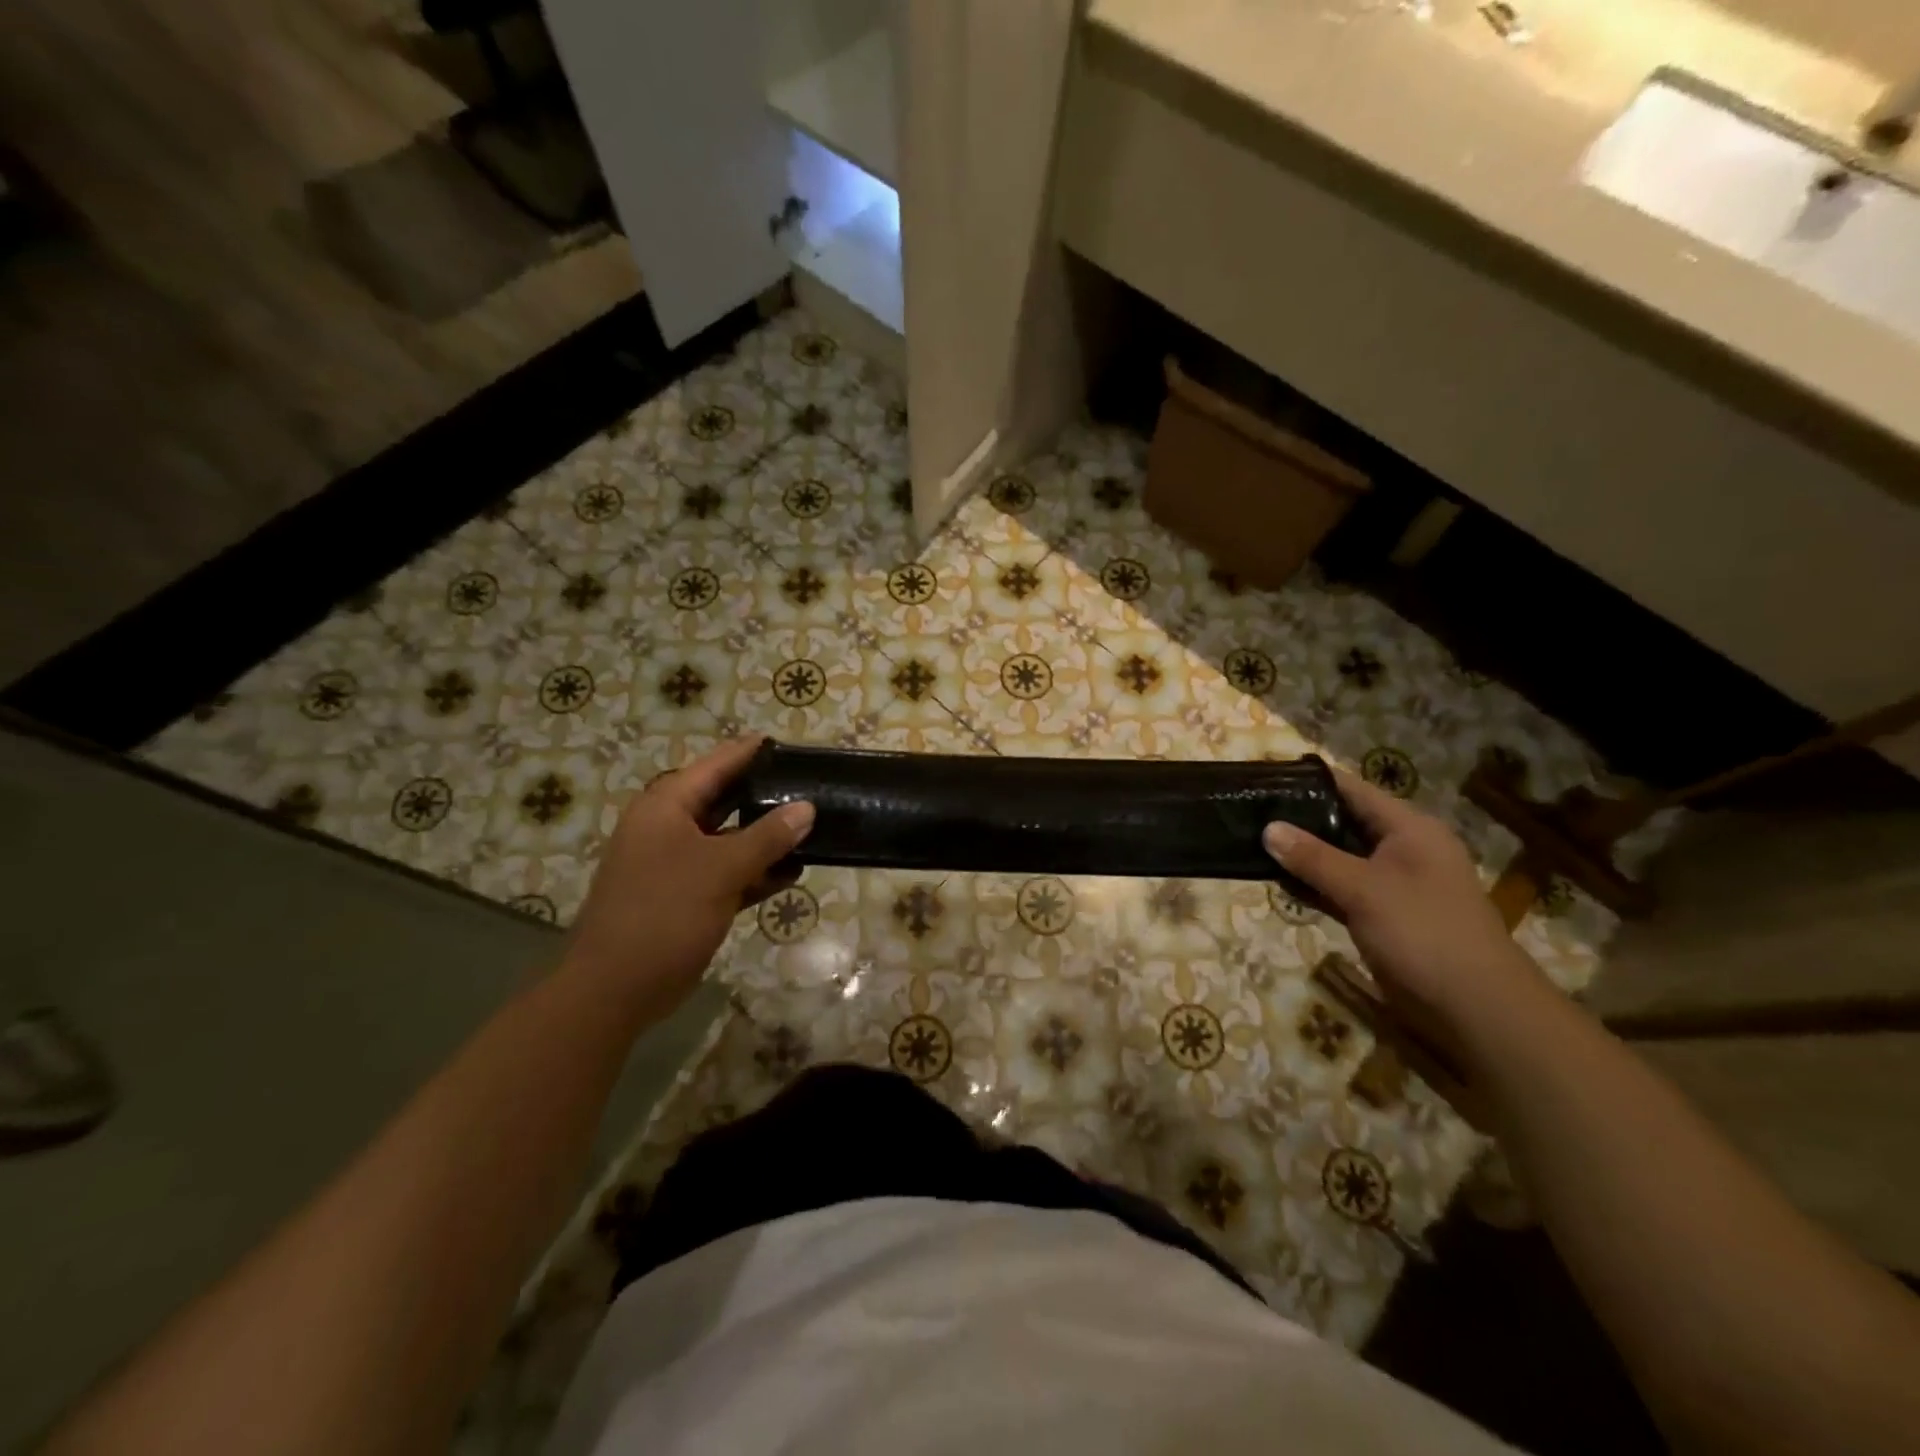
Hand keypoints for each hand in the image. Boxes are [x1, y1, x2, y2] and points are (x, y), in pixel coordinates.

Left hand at [562, 736, 813, 1020]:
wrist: (615, 989)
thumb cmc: (663, 914)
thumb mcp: (721, 869)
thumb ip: (767, 837)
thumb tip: (807, 808)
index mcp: (666, 807)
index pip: (716, 765)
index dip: (750, 752)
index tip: (788, 743)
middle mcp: (669, 828)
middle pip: (725, 799)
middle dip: (766, 795)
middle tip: (810, 786)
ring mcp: (678, 863)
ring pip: (730, 838)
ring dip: (766, 838)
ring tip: (813, 827)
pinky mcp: (688, 896)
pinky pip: (729, 872)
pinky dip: (756, 871)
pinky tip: (793, 872)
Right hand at [1262, 770, 1549, 1056]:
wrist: (1473, 1008)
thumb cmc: (1423, 933)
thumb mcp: (1363, 889)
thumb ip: (1313, 857)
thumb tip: (1268, 828)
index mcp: (1409, 828)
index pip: (1352, 790)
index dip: (1310, 781)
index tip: (1266, 778)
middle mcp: (1402, 848)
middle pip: (1343, 821)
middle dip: (1299, 818)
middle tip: (1250, 810)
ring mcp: (1391, 883)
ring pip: (1338, 857)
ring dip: (1302, 854)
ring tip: (1252, 840)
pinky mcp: (1381, 914)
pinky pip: (1339, 887)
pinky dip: (1312, 883)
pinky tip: (1276, 880)